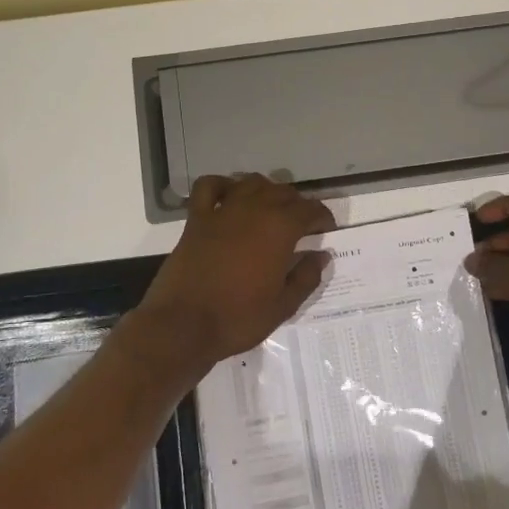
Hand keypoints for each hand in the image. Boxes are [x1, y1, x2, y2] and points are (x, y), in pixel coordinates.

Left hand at [129, 174, 335, 372]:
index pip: (310, 210)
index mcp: (280, 229)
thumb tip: (321, 256)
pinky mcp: (196, 219)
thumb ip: (306, 277)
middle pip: (283, 192)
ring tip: (271, 207)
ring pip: (251, 183)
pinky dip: (222, 184)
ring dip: (266, 190)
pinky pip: (209, 186)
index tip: (326, 228)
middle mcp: (254, 210)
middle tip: (301, 223)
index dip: (322, 217)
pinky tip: (230, 195)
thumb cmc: (238, 318)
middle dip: (297, 204)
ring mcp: (222, 211)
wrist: (183, 325)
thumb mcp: (283, 306)